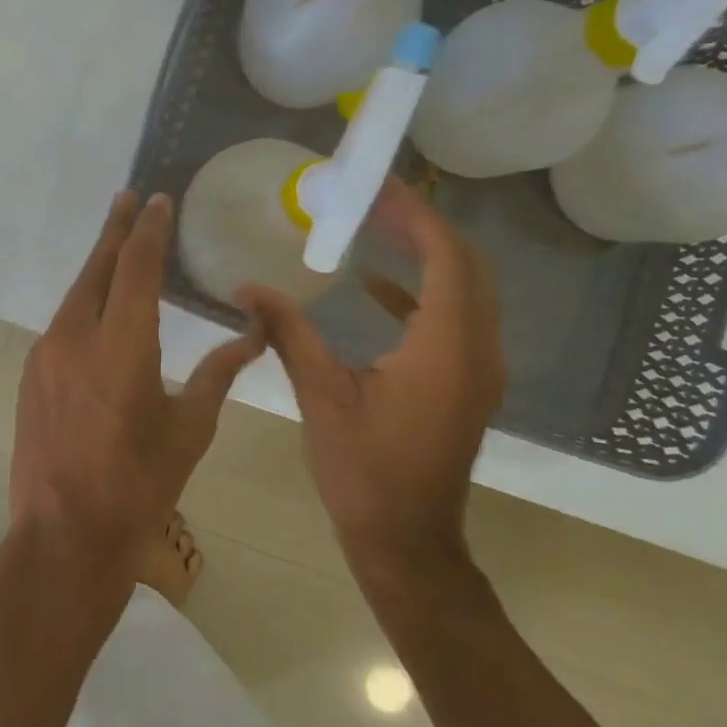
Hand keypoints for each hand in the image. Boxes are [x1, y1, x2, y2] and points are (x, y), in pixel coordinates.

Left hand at [12, 190, 264, 594]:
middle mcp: (75, 337)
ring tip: (117, 247)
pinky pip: (62, 325)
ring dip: (97, 269)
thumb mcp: (190, 429)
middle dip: (114, 231)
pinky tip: (98, 311)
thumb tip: (253, 333)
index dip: (147, 230)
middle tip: (127, 199)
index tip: (156, 200)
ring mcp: (46, 356)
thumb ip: (218, 372)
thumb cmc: (139, 486)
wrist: (65, 535)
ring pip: (74, 297)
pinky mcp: (32, 376)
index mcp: (121, 345)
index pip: (135, 268)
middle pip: (95, 269)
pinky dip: (83, 305)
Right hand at [239, 179, 502, 590]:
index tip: (375, 187)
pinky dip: (422, 292)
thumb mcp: (321, 395)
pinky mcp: (466, 382)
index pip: (445, 256)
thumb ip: (289, 333)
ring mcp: (478, 367)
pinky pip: (455, 318)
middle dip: (422, 225)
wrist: (407, 539)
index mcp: (446, 346)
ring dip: (427, 254)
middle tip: (371, 200)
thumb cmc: (363, 471)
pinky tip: (375, 288)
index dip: (415, 214)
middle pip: (467, 264)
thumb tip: (248, 287)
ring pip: (467, 289)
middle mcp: (477, 348)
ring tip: (375, 226)